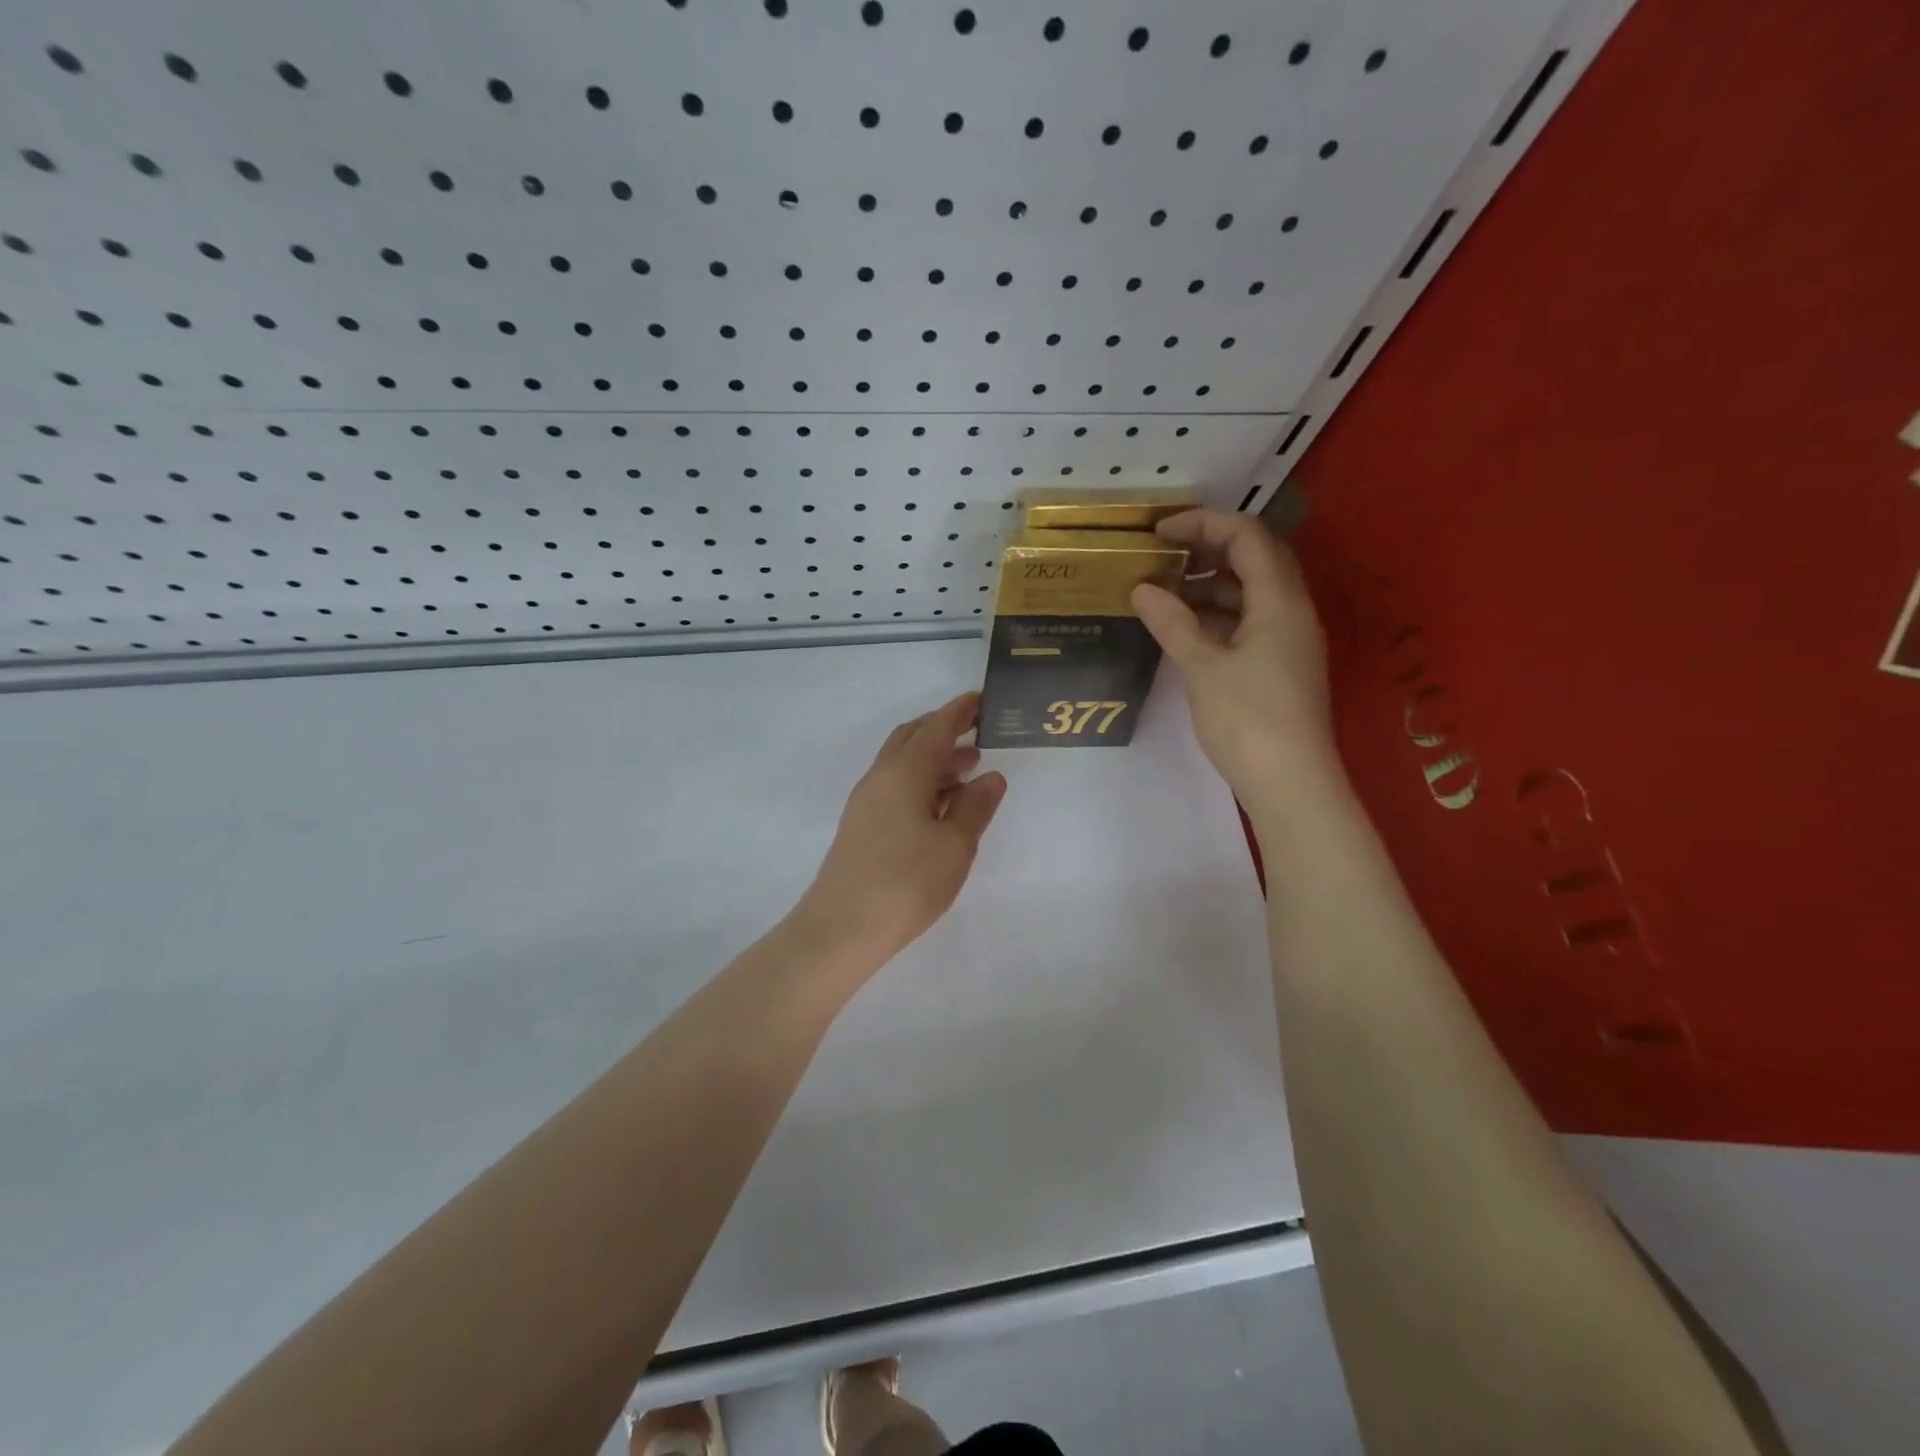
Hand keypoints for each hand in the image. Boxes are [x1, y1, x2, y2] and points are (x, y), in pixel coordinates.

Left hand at [792, 692, 1007, 971]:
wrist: (841, 929)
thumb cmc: (906, 883)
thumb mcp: (955, 846)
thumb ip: (976, 807)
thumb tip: (991, 777)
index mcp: (904, 772)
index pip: (936, 728)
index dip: (960, 711)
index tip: (982, 699)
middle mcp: (881, 778)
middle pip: (912, 738)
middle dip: (944, 730)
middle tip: (977, 733)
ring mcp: (866, 802)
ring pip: (903, 764)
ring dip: (935, 759)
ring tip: (969, 770)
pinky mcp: (861, 825)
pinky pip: (896, 787)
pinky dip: (922, 783)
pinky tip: (942, 806)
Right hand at [1130, 509, 1340, 809]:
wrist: (1290, 782)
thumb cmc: (1247, 720)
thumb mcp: (1202, 667)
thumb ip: (1172, 622)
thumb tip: (1142, 588)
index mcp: (1280, 600)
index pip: (1247, 536)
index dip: (1203, 524)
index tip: (1159, 533)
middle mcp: (1292, 609)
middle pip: (1255, 557)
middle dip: (1208, 548)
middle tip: (1163, 555)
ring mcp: (1289, 638)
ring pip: (1252, 591)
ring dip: (1211, 584)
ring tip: (1165, 591)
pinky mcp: (1281, 663)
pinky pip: (1250, 620)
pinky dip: (1218, 614)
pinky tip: (1186, 627)